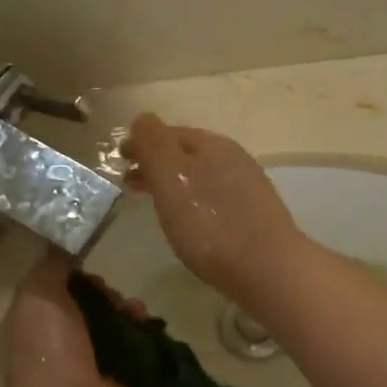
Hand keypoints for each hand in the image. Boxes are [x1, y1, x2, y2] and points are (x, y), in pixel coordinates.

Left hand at [3, 252, 136, 386]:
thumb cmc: (49, 345)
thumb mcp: (40, 292)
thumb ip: (53, 265)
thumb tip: (69, 245)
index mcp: (40, 321)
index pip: (63, 291)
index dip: (80, 276)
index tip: (93, 270)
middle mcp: (65, 341)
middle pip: (94, 306)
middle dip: (110, 294)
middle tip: (117, 295)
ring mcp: (95, 362)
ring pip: (119, 325)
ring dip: (131, 312)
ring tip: (137, 311)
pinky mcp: (123, 378)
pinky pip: (139, 348)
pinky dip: (148, 335)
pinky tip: (151, 326)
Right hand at [123, 113, 306, 304]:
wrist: (266, 267)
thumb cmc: (208, 221)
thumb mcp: (170, 177)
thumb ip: (154, 144)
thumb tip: (142, 119)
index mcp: (211, 144)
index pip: (169, 132)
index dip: (142, 142)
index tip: (120, 159)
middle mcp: (233, 157)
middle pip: (186, 153)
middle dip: (157, 163)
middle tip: (130, 181)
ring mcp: (247, 186)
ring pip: (201, 175)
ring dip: (174, 182)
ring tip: (155, 202)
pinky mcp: (254, 215)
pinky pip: (214, 197)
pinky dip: (193, 199)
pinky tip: (189, 220)